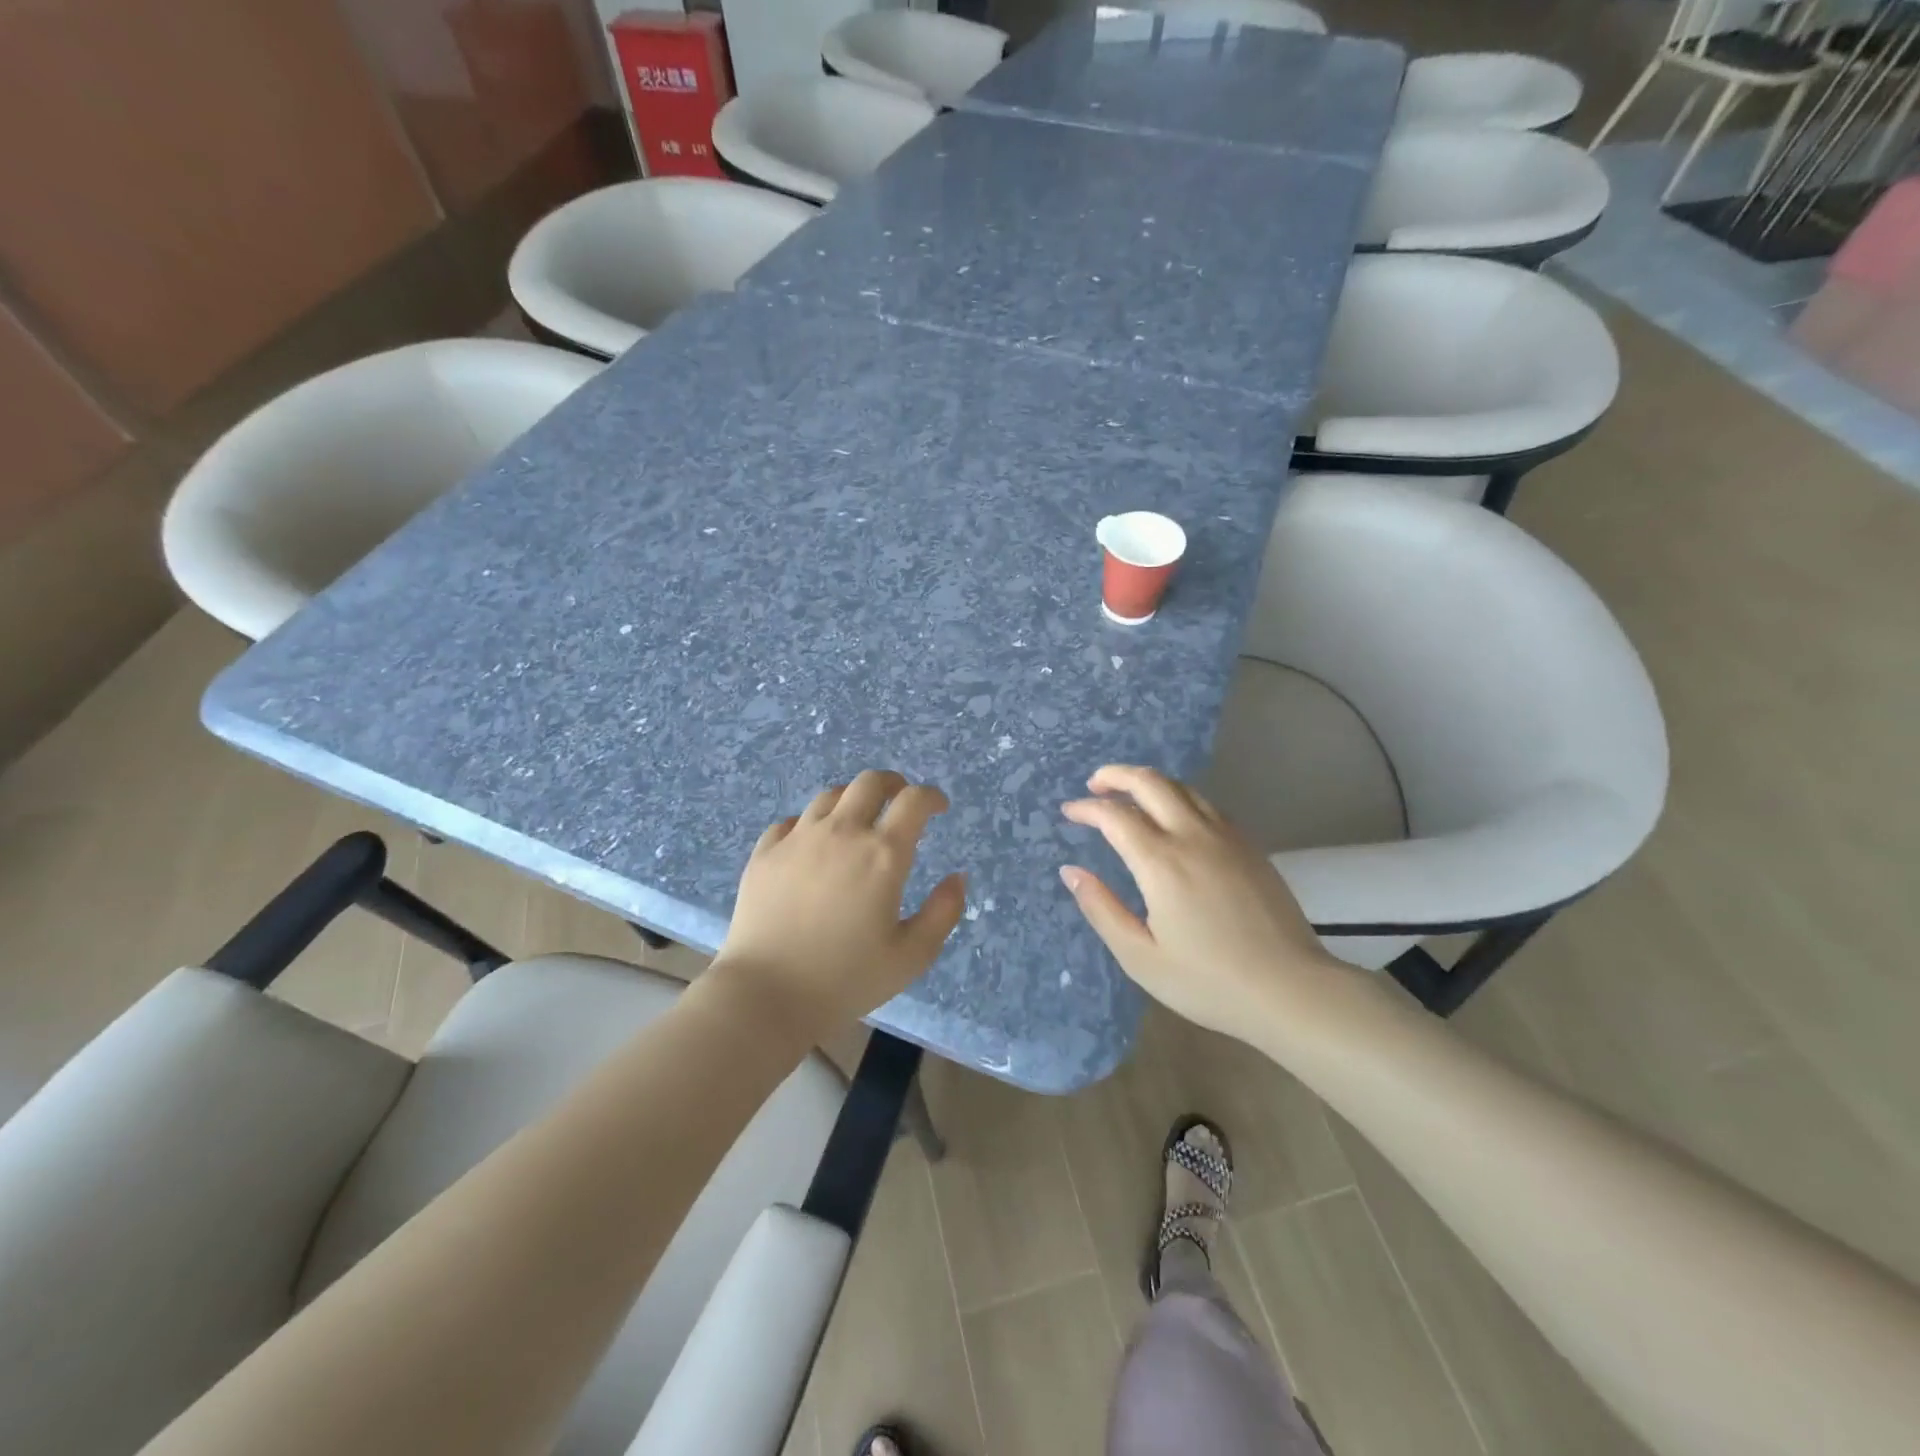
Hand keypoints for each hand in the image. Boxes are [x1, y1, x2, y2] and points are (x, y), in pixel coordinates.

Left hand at [716, 770, 966, 1037]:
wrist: (766, 995)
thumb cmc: (846, 980)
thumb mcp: (912, 956)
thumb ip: (943, 912)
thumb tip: (958, 877)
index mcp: (883, 855)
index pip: (914, 801)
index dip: (931, 797)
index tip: (938, 808)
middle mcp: (842, 833)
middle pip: (870, 782)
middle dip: (893, 784)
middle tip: (900, 801)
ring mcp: (798, 839)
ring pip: (830, 796)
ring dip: (852, 800)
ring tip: (857, 821)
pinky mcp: (765, 853)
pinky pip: (792, 821)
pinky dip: (811, 823)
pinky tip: (812, 844)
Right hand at [1059, 765, 1342, 1036]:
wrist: (1291, 990)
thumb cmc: (1208, 981)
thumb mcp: (1141, 957)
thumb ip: (1101, 909)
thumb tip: (1072, 872)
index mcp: (1162, 862)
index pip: (1115, 815)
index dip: (1087, 808)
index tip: (1069, 812)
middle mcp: (1193, 836)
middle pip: (1151, 783)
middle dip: (1116, 775)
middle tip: (1095, 784)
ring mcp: (1227, 837)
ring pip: (1182, 788)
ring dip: (1149, 783)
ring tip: (1129, 796)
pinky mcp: (1249, 846)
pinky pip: (1206, 805)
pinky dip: (1179, 798)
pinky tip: (1174, 819)